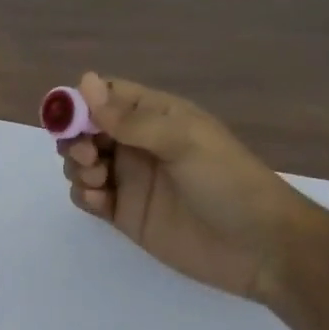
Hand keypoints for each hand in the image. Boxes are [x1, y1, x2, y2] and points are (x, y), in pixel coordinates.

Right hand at [60, 72, 306, 303]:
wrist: (261, 249)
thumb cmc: (227, 182)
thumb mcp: (183, 141)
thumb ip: (130, 118)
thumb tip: (85, 81)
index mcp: (156, 116)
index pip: (107, 96)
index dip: (81, 102)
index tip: (67, 119)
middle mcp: (138, 144)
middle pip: (86, 129)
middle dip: (74, 138)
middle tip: (86, 155)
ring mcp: (131, 180)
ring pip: (82, 163)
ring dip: (77, 166)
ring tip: (98, 180)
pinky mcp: (126, 215)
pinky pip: (90, 197)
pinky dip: (85, 195)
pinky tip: (100, 201)